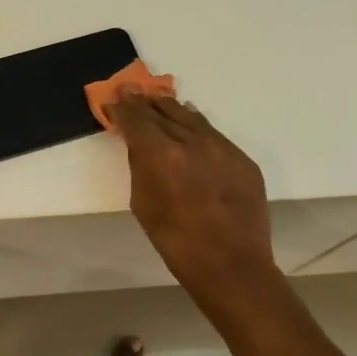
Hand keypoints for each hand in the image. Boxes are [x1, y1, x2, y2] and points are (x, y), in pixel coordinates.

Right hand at [109, 93, 274, 292]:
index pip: (137, 118)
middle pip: (163, 111)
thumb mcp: (143, 203)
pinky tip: (190, 125)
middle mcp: (192, 141)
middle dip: (144, 102)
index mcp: (161, 154)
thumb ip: (139, 166)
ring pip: (191, 117)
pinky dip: (196, 126)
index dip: (123, 107)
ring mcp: (222, 147)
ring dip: (171, 108)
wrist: (231, 265)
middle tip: (132, 90)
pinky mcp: (242, 158)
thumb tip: (139, 143)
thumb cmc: (176, 242)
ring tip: (159, 101)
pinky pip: (213, 134)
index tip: (114, 98)